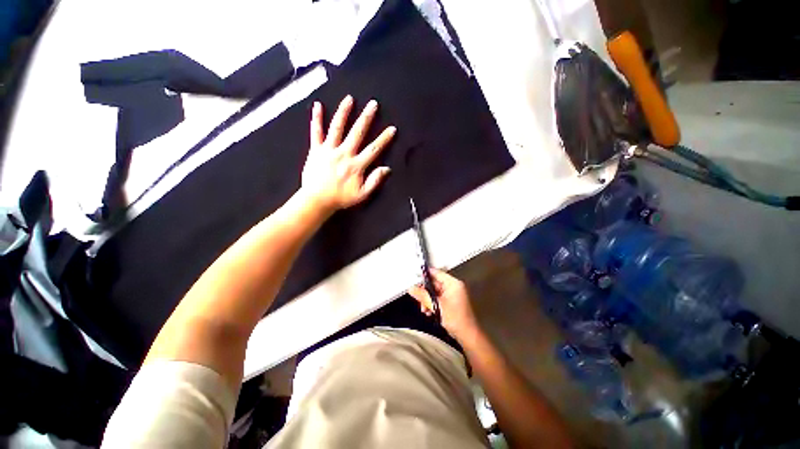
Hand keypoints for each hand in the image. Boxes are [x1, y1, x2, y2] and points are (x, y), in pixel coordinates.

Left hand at [301, 95, 396, 212]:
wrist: (316, 200)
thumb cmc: (341, 198)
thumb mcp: (362, 195)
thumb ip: (374, 181)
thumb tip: (386, 168)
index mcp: (356, 165)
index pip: (373, 149)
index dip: (384, 139)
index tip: (392, 129)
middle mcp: (344, 154)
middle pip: (357, 133)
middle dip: (366, 118)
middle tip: (373, 104)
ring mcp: (329, 150)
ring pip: (337, 127)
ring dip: (344, 112)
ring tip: (349, 99)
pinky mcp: (316, 150)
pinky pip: (316, 132)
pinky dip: (316, 118)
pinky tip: (317, 105)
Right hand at [408, 268, 480, 342]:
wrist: (468, 336)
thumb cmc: (457, 319)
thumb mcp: (436, 305)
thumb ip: (423, 295)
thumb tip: (412, 288)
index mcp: (453, 283)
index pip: (436, 273)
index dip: (424, 275)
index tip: (415, 279)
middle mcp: (453, 287)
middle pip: (434, 283)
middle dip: (425, 292)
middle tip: (419, 299)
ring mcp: (452, 295)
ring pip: (434, 293)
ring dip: (427, 300)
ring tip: (425, 309)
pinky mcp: (451, 303)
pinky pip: (438, 299)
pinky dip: (432, 304)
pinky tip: (429, 312)